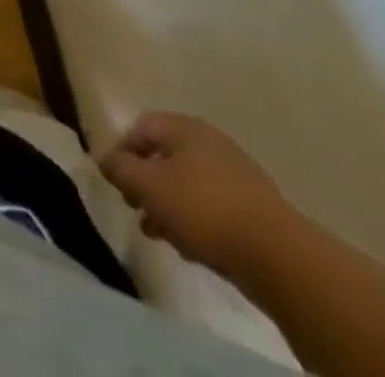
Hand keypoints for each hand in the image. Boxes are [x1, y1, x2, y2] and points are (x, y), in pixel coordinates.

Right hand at [98, 111, 292, 278]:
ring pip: (188, 184)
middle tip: (135, 207)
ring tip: (160, 233)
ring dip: (168, 205)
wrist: (279, 256)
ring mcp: (236, 175)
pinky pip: (212, 206)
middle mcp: (210, 142)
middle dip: (146, 182)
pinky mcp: (254, 209)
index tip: (115, 180)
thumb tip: (105, 158)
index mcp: (185, 127)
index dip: (122, 150)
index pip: (141, 126)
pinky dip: (195, 220)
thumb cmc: (203, 209)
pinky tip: (192, 246)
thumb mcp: (149, 186)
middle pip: (165, 155)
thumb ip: (121, 169)